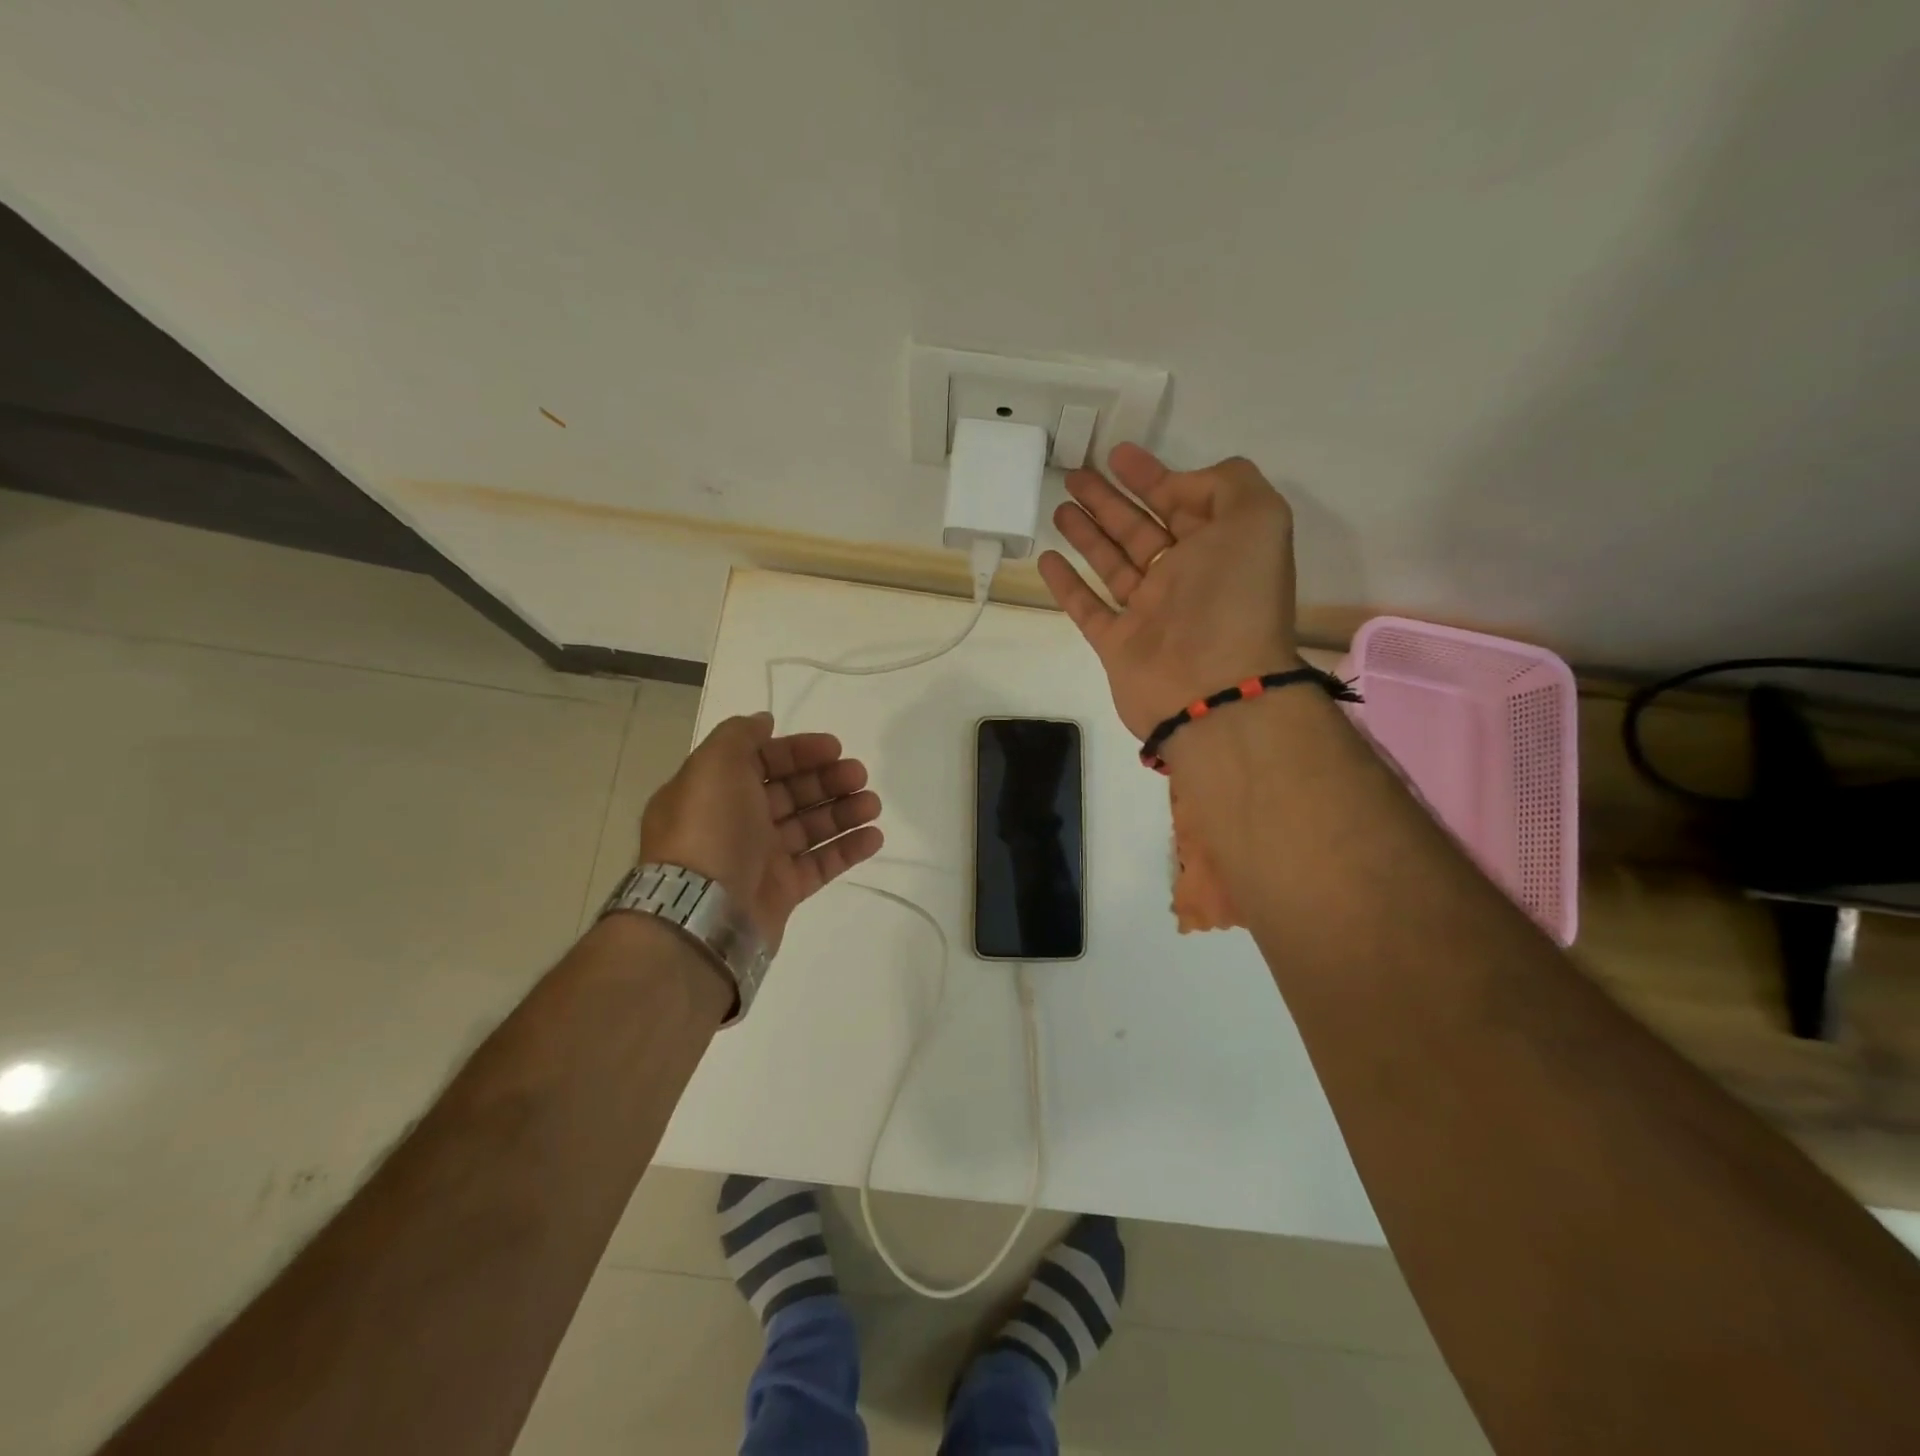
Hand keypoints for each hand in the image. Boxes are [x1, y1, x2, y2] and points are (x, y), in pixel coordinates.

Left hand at [639, 713, 881, 951]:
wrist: (702, 910)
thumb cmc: (709, 827)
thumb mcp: (714, 763)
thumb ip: (740, 734)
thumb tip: (764, 721)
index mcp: (716, 790)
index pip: (764, 761)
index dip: (799, 751)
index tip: (835, 748)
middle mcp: (736, 821)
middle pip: (791, 793)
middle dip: (827, 779)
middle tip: (860, 775)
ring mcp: (760, 858)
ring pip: (810, 827)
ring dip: (844, 811)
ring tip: (873, 805)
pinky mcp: (782, 891)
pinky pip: (820, 864)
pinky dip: (847, 849)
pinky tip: (874, 836)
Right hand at [1037, 444, 1300, 737]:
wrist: (1213, 688)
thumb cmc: (1234, 599)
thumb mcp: (1257, 518)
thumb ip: (1228, 483)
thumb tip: (1181, 489)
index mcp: (1220, 547)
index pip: (1182, 501)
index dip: (1152, 475)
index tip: (1118, 454)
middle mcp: (1185, 577)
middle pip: (1140, 529)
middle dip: (1110, 500)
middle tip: (1076, 474)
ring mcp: (1149, 612)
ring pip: (1112, 563)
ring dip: (1087, 534)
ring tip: (1060, 505)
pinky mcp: (1118, 643)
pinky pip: (1087, 607)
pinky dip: (1067, 584)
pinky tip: (1047, 558)